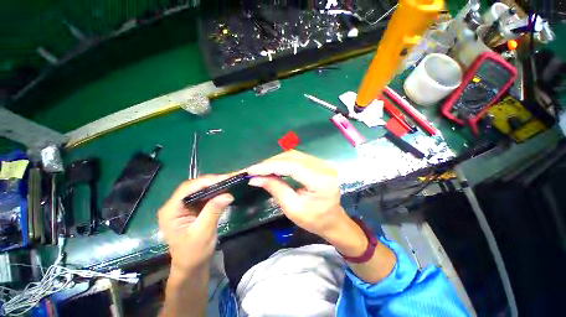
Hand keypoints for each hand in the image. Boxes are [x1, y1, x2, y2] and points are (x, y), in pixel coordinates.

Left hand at [158, 175, 233, 273]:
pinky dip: (216, 192)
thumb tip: (228, 194)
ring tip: (230, 182)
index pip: (188, 188)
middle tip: (231, 179)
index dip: (207, 181)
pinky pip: (204, 196)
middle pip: (194, 186)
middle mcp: (175, 205)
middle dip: (213, 181)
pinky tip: (225, 191)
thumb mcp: (203, 233)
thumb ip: (213, 211)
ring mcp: (184, 206)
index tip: (225, 179)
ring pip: (200, 189)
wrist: (192, 267)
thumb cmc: (194, 254)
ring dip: (216, 185)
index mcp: (171, 211)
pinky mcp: (192, 208)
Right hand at [247, 150, 348, 238]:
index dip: (269, 166)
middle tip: (255, 170)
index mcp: (321, 180)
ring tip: (262, 169)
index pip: (291, 166)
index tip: (251, 170)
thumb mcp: (292, 208)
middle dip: (271, 162)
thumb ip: (275, 189)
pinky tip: (274, 166)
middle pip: (292, 157)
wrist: (333, 220)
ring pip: (294, 155)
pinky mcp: (320, 162)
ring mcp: (323, 162)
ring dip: (276, 161)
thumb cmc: (314, 220)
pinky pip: (298, 157)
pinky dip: (283, 161)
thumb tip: (255, 178)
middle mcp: (324, 166)